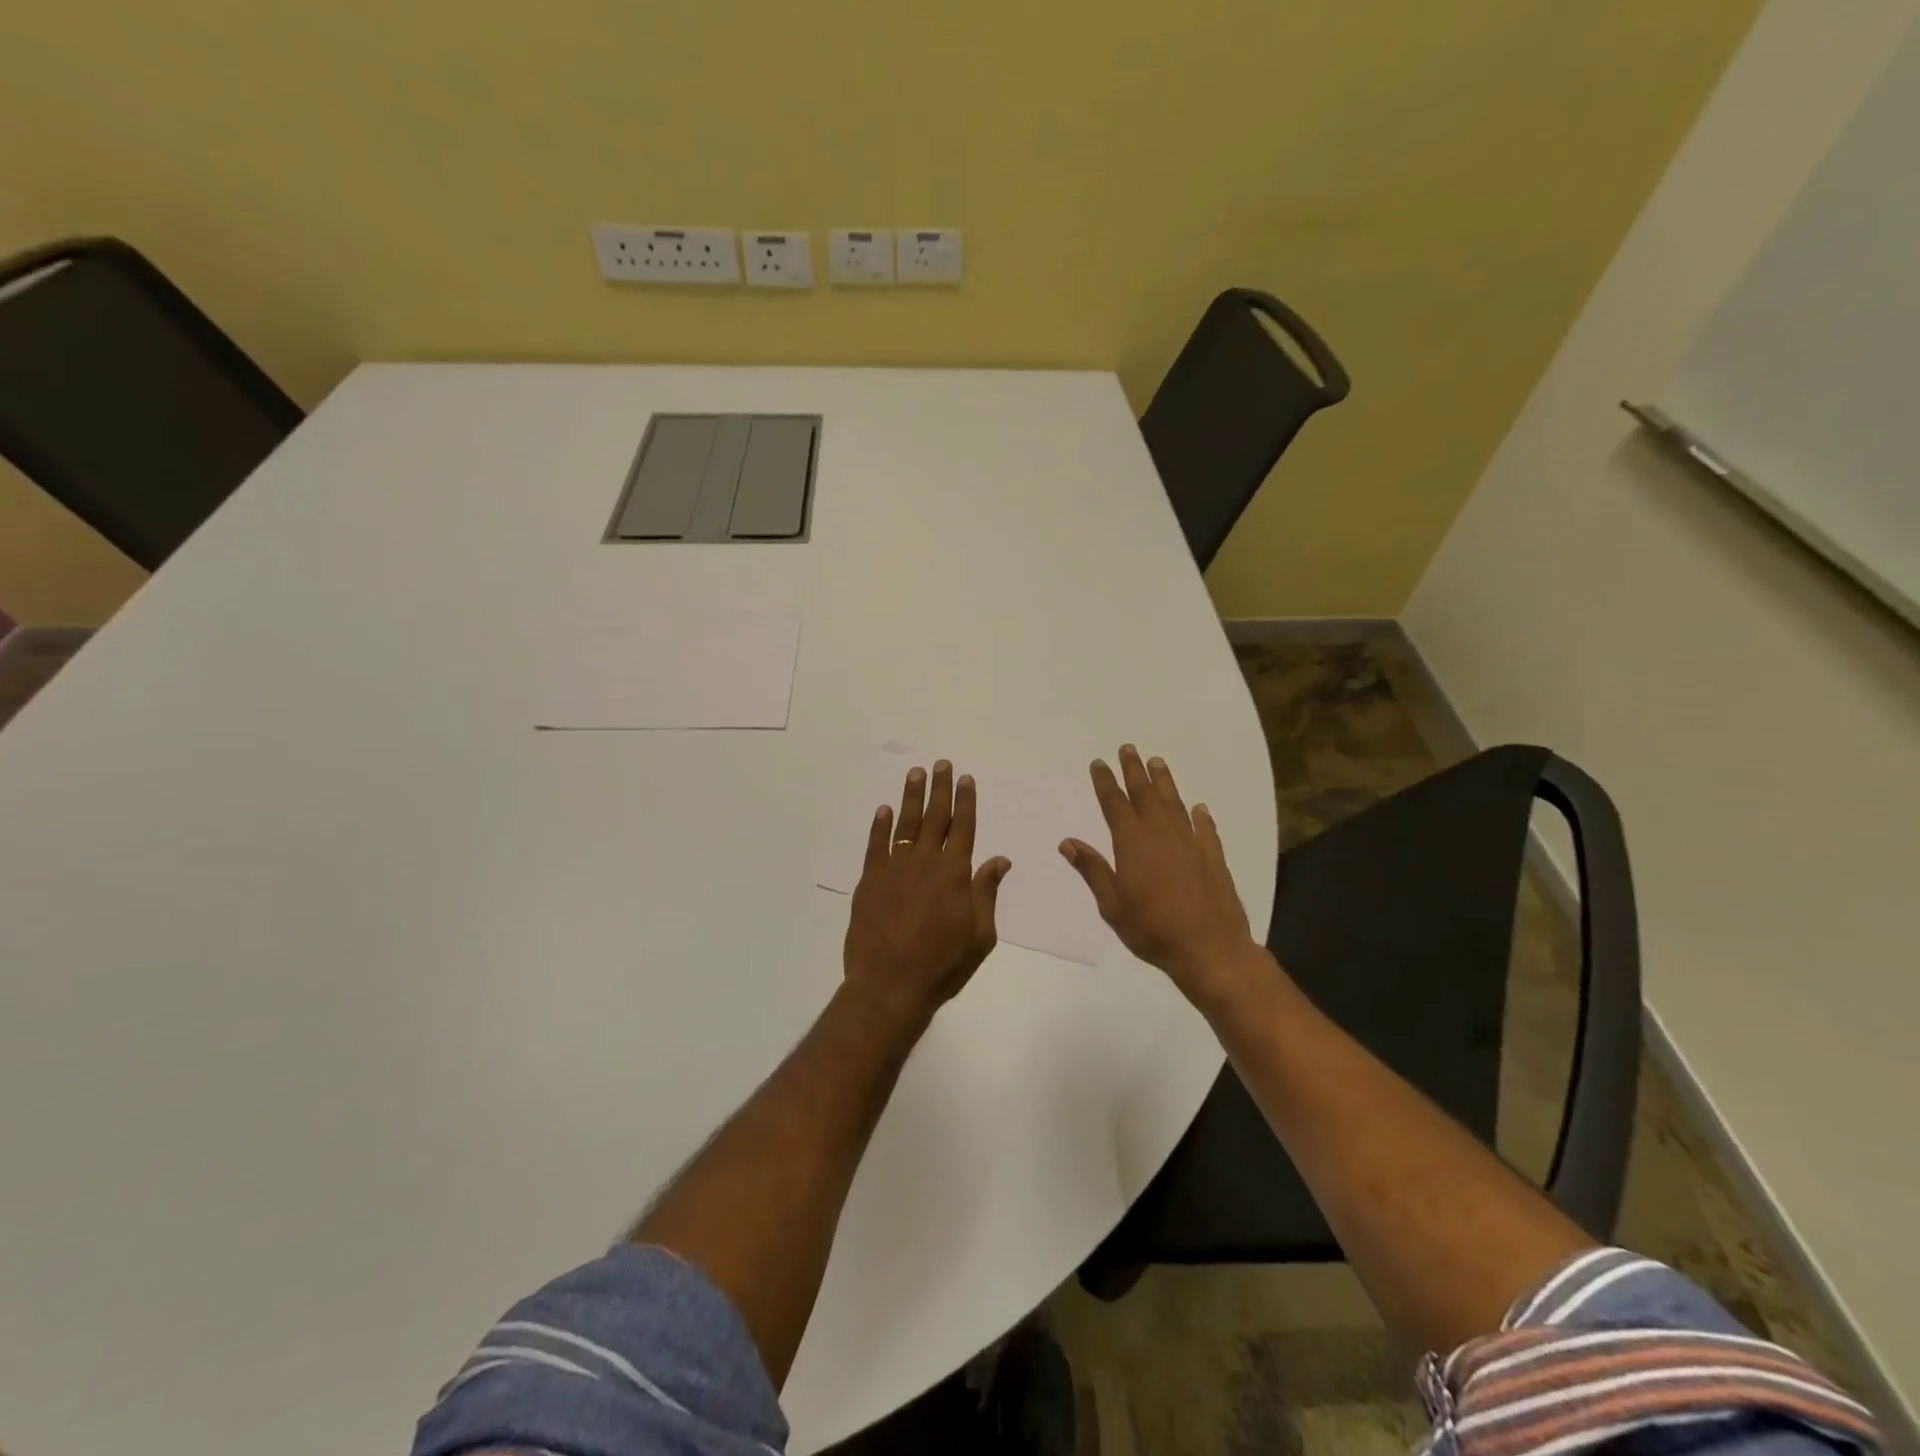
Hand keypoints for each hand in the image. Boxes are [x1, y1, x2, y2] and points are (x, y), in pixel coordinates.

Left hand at [843, 760, 1011, 1024]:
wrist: (890, 984)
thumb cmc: (943, 964)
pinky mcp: (870, 881)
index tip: (965, 778)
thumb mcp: (980, 934)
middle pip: (934, 817)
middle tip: (941, 764)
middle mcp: (925, 861)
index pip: (963, 827)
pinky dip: (880, 826)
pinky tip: (883, 809)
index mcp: (955, 873)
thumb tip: (1000, 859)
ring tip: (915, 774)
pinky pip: (876, 845)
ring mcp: (895, 868)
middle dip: (939, 789)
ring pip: (904, 823)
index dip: (965, 801)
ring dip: (911, 797)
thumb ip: (987, 892)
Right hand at [1060, 745, 1261, 1007]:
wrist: (1210, 949)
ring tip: (1157, 762)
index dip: (1105, 782)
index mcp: (1133, 844)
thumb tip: (1068, 842)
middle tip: (1128, 749)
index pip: (1115, 804)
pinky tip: (1199, 808)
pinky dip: (1200, 816)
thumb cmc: (1152, 930)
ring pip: (1174, 804)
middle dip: (1134, 771)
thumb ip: (1093, 870)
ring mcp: (1190, 843)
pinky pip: (1205, 829)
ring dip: (1164, 782)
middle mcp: (1161, 835)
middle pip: (1145, 795)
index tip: (1099, 763)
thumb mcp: (1112, 905)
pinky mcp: (1213, 857)